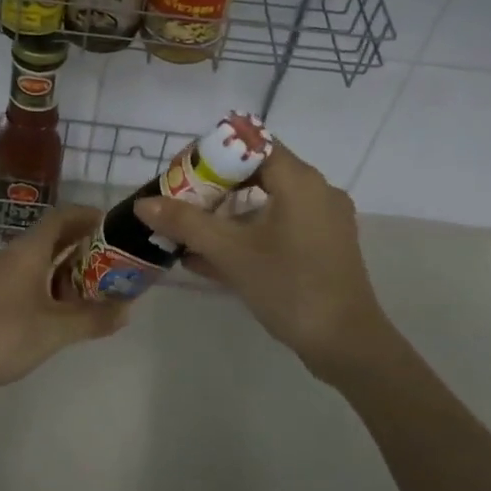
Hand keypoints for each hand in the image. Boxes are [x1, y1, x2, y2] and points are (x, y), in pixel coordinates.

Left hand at [0, 205, 125, 402]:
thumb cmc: (6, 335)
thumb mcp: (56, 329)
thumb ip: (93, 318)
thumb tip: (127, 310)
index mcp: (26, 251)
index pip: (60, 217)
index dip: (86, 216)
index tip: (111, 224)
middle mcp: (10, 255)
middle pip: (50, 238)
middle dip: (81, 245)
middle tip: (111, 260)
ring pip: (37, 261)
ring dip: (64, 269)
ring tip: (94, 288)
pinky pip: (25, 279)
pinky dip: (47, 285)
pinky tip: (62, 310)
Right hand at [135, 143, 383, 379]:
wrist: (347, 345)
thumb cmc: (289, 286)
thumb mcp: (231, 252)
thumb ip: (186, 223)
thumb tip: (143, 204)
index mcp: (299, 181)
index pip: (251, 145)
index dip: (213, 153)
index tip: (182, 172)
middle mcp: (316, 192)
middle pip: (257, 172)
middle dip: (214, 186)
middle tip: (180, 201)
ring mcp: (323, 221)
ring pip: (267, 203)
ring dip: (227, 214)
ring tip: (189, 232)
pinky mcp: (324, 248)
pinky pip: (279, 227)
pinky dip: (248, 233)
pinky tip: (211, 259)